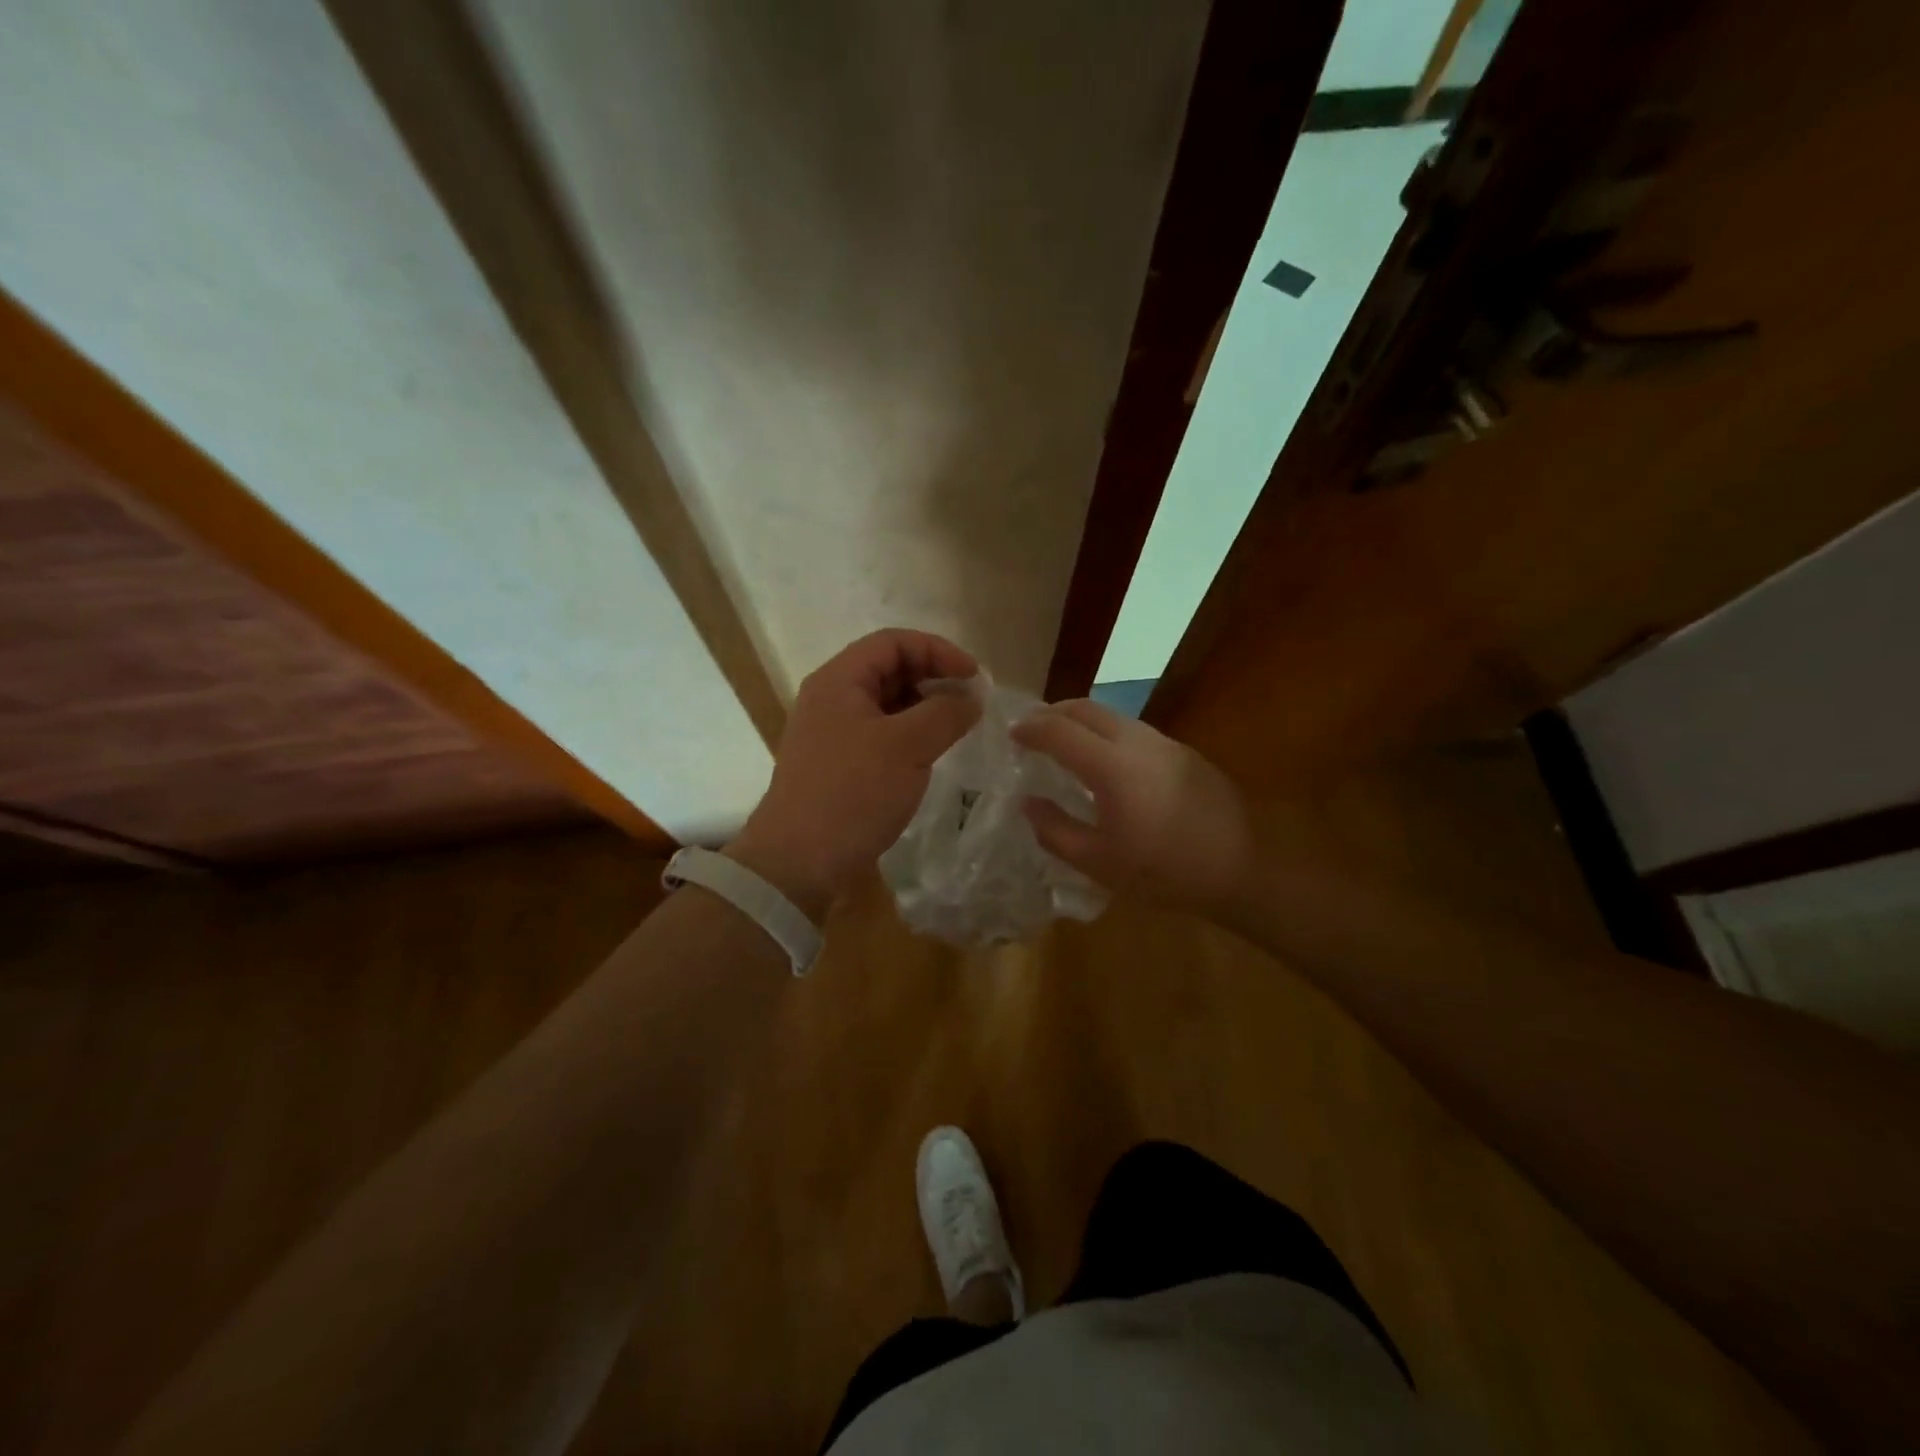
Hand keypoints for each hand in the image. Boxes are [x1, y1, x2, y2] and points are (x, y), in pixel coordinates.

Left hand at [729, 629, 979, 917]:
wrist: (798, 862)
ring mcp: (832, 733)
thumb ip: (945, 713)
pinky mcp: (837, 765)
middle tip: (970, 703)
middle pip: (889, 669)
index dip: (938, 650)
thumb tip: (972, 698)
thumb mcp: (907, 746)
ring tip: (956, 729)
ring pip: (886, 705)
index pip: (893, 642)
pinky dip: (909, 736)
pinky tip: (930, 756)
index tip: (974, 677)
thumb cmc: (852, 793)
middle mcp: (831, 699)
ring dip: (924, 709)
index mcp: (839, 680)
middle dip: (933, 679)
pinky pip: (880, 734)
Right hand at [1011, 699, 1251, 912]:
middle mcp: (1136, 741)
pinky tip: (1107, 764)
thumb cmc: (1164, 871)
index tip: (1011, 735)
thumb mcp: (1099, 862)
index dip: (1030, 729)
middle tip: (1033, 732)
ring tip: (1066, 745)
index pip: (1059, 730)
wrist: (1243, 868)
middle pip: (1085, 708)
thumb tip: (1028, 803)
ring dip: (1082, 721)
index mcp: (1111, 766)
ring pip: (1112, 715)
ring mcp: (1164, 742)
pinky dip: (1107, 734)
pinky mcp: (1183, 752)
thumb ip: (1055, 830)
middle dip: (1053, 713)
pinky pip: (1133, 730)